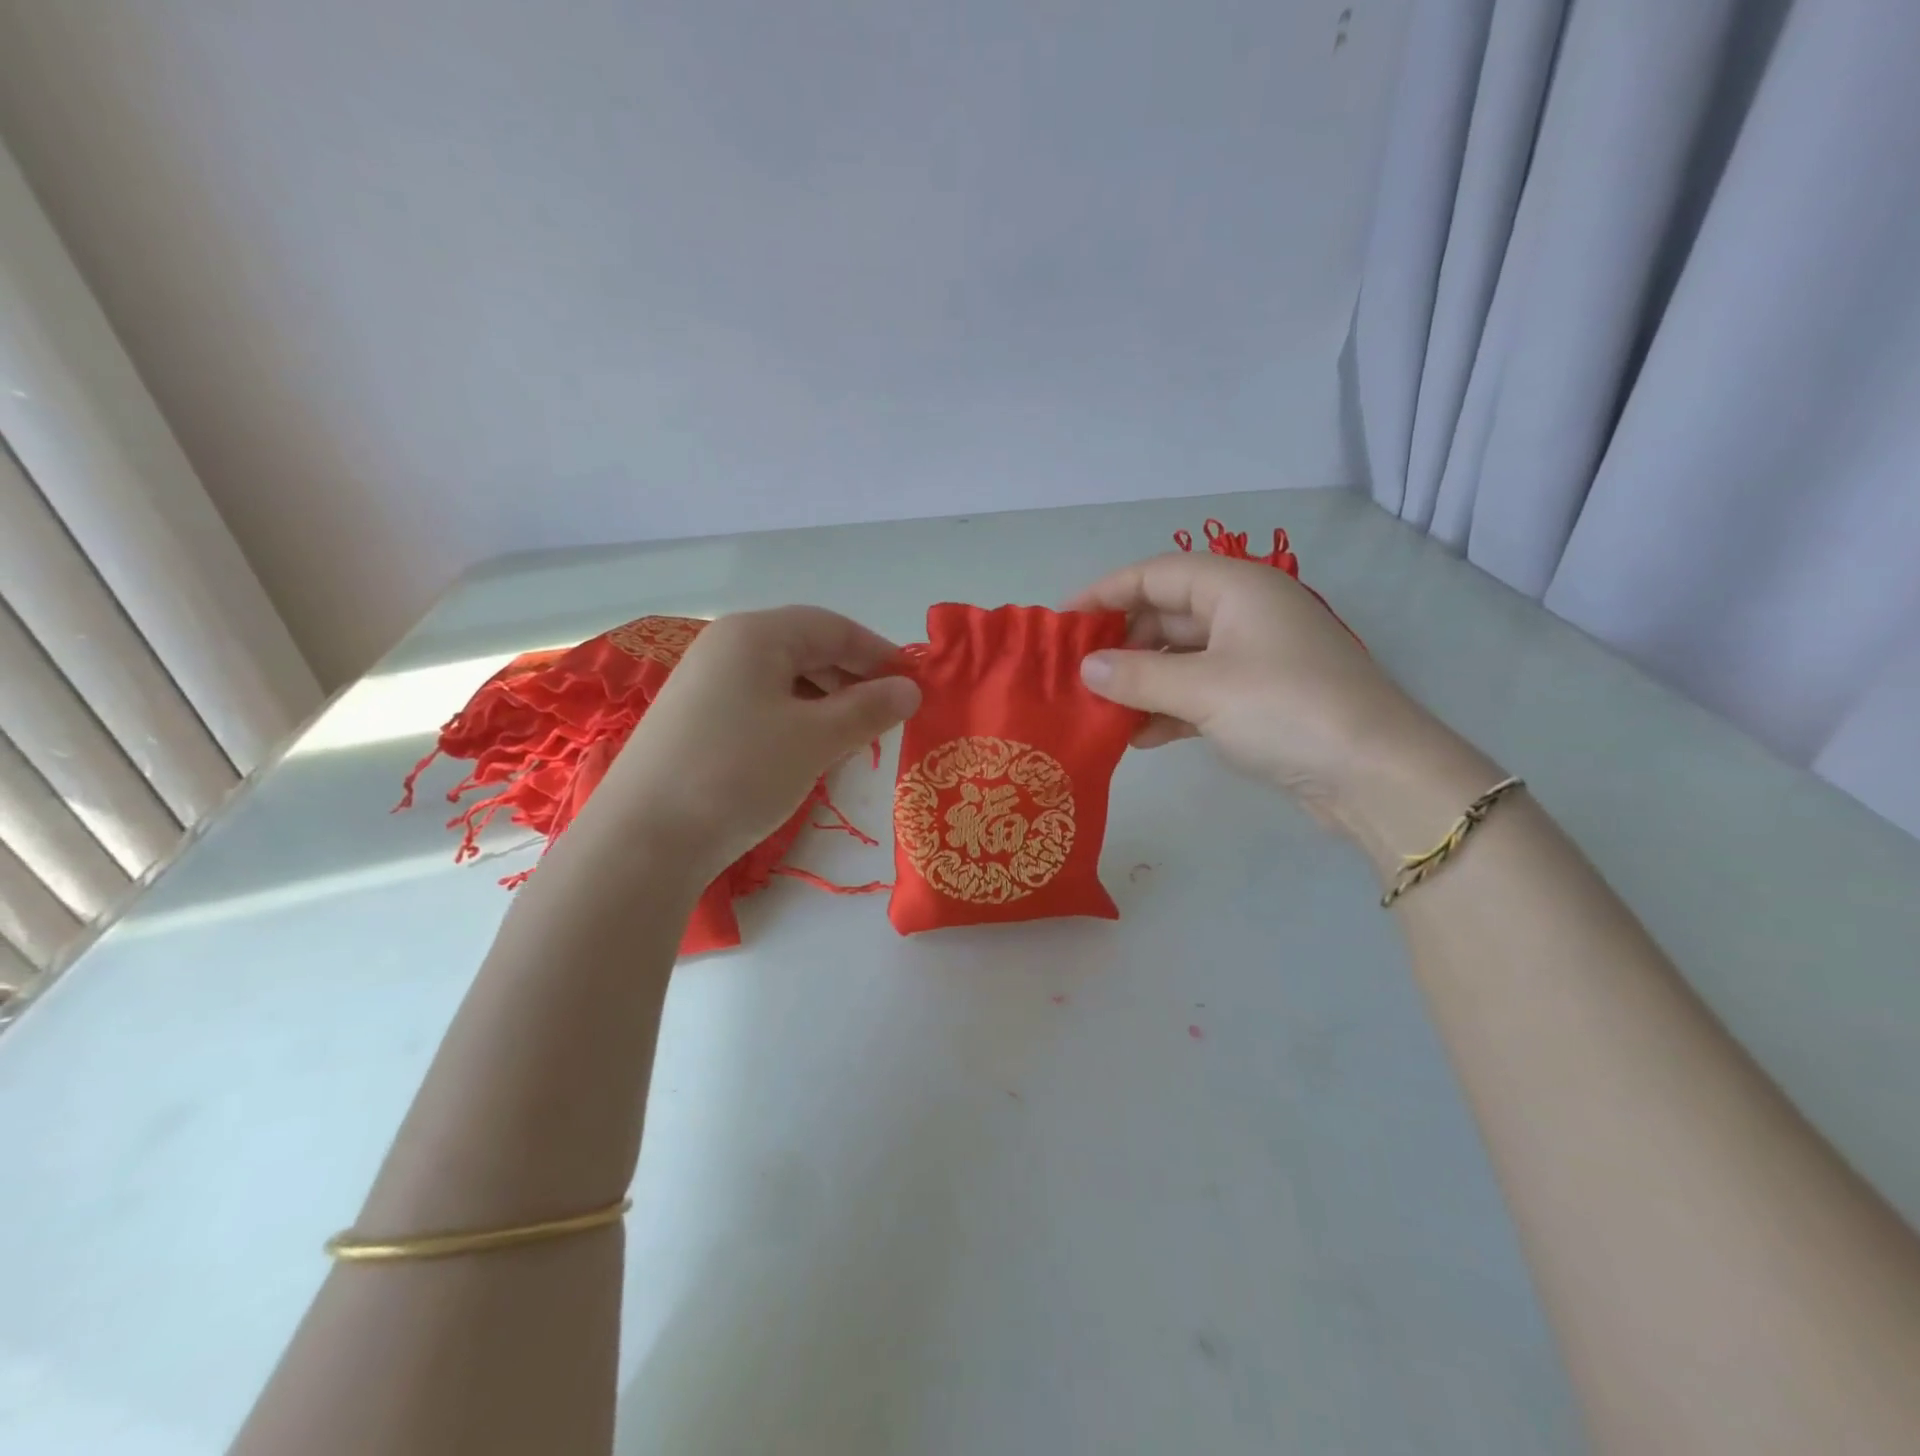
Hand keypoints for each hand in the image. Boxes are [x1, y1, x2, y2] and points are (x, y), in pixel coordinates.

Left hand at [588, 607, 919, 884]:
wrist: (644, 839)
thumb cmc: (739, 773)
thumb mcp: (815, 739)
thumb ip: (868, 709)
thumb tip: (910, 689)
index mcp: (755, 634)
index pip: (833, 628)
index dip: (880, 653)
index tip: (915, 685)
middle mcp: (726, 646)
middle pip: (807, 648)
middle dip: (853, 678)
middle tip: (889, 715)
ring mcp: (705, 683)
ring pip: (784, 679)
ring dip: (827, 701)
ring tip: (854, 737)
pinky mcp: (695, 719)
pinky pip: (760, 703)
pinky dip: (795, 719)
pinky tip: (809, 750)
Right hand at [1067, 552, 1458, 836]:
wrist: (1373, 775)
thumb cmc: (1286, 709)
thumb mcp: (1203, 689)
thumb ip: (1136, 677)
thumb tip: (1085, 669)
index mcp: (1236, 589)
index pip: (1156, 574)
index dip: (1105, 593)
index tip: (1062, 624)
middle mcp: (1244, 614)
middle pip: (1165, 617)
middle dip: (1120, 645)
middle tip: (1075, 675)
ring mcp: (1253, 658)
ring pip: (1179, 659)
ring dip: (1139, 683)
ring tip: (1097, 710)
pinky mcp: (1258, 700)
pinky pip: (1198, 693)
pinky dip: (1166, 710)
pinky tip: (1137, 738)